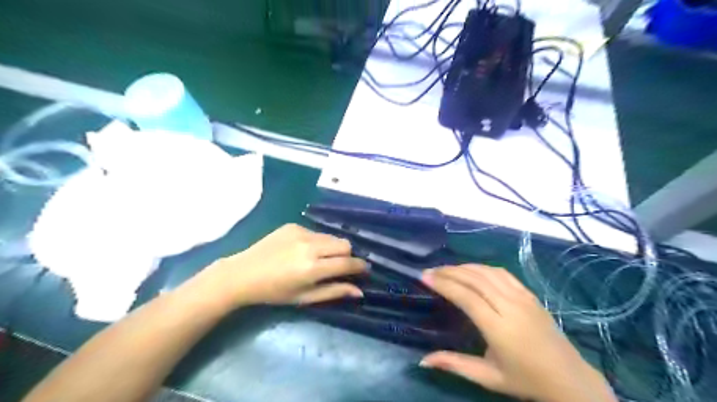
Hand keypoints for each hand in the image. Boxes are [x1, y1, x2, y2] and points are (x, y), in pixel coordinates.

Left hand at [203, 225, 365, 306]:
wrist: (243, 273)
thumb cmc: (274, 292)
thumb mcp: (305, 297)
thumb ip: (334, 292)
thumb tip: (360, 291)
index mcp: (313, 268)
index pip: (348, 263)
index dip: (360, 267)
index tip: (364, 270)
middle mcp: (310, 246)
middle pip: (344, 244)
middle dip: (348, 255)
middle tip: (340, 265)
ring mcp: (301, 233)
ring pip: (331, 236)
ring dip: (333, 247)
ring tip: (320, 258)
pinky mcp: (294, 225)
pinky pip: (315, 232)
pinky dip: (317, 242)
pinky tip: (302, 250)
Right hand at [421, 264, 615, 401]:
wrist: (569, 379)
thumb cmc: (525, 380)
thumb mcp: (488, 377)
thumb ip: (455, 364)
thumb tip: (423, 359)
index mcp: (499, 328)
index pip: (466, 297)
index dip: (444, 284)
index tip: (425, 277)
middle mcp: (510, 306)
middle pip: (475, 279)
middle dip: (449, 272)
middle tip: (430, 271)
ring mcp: (523, 297)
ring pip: (488, 272)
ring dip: (464, 267)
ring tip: (446, 269)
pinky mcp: (530, 295)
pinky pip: (503, 273)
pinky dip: (483, 268)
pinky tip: (472, 270)